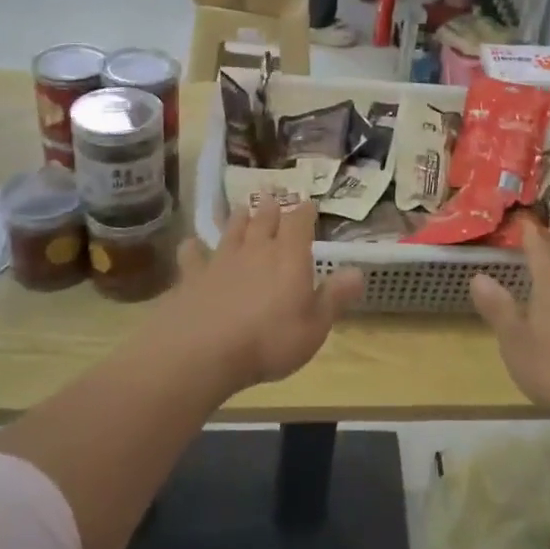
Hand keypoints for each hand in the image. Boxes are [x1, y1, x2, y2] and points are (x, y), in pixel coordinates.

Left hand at [159, 198, 362, 391]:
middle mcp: (256, 249)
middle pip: (264, 220)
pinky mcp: (192, 277)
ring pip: (232, 231)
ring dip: (238, 219)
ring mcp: (221, 260)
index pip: (299, 223)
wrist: (203, 351)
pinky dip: (194, 248)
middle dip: (271, 208)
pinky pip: (193, 256)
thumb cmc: (269, 341)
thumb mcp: (315, 326)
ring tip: (241, 209)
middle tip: (272, 197)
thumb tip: (358, 272)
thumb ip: (335, 297)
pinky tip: (191, 245)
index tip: (308, 204)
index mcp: (289, 257)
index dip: (305, 212)